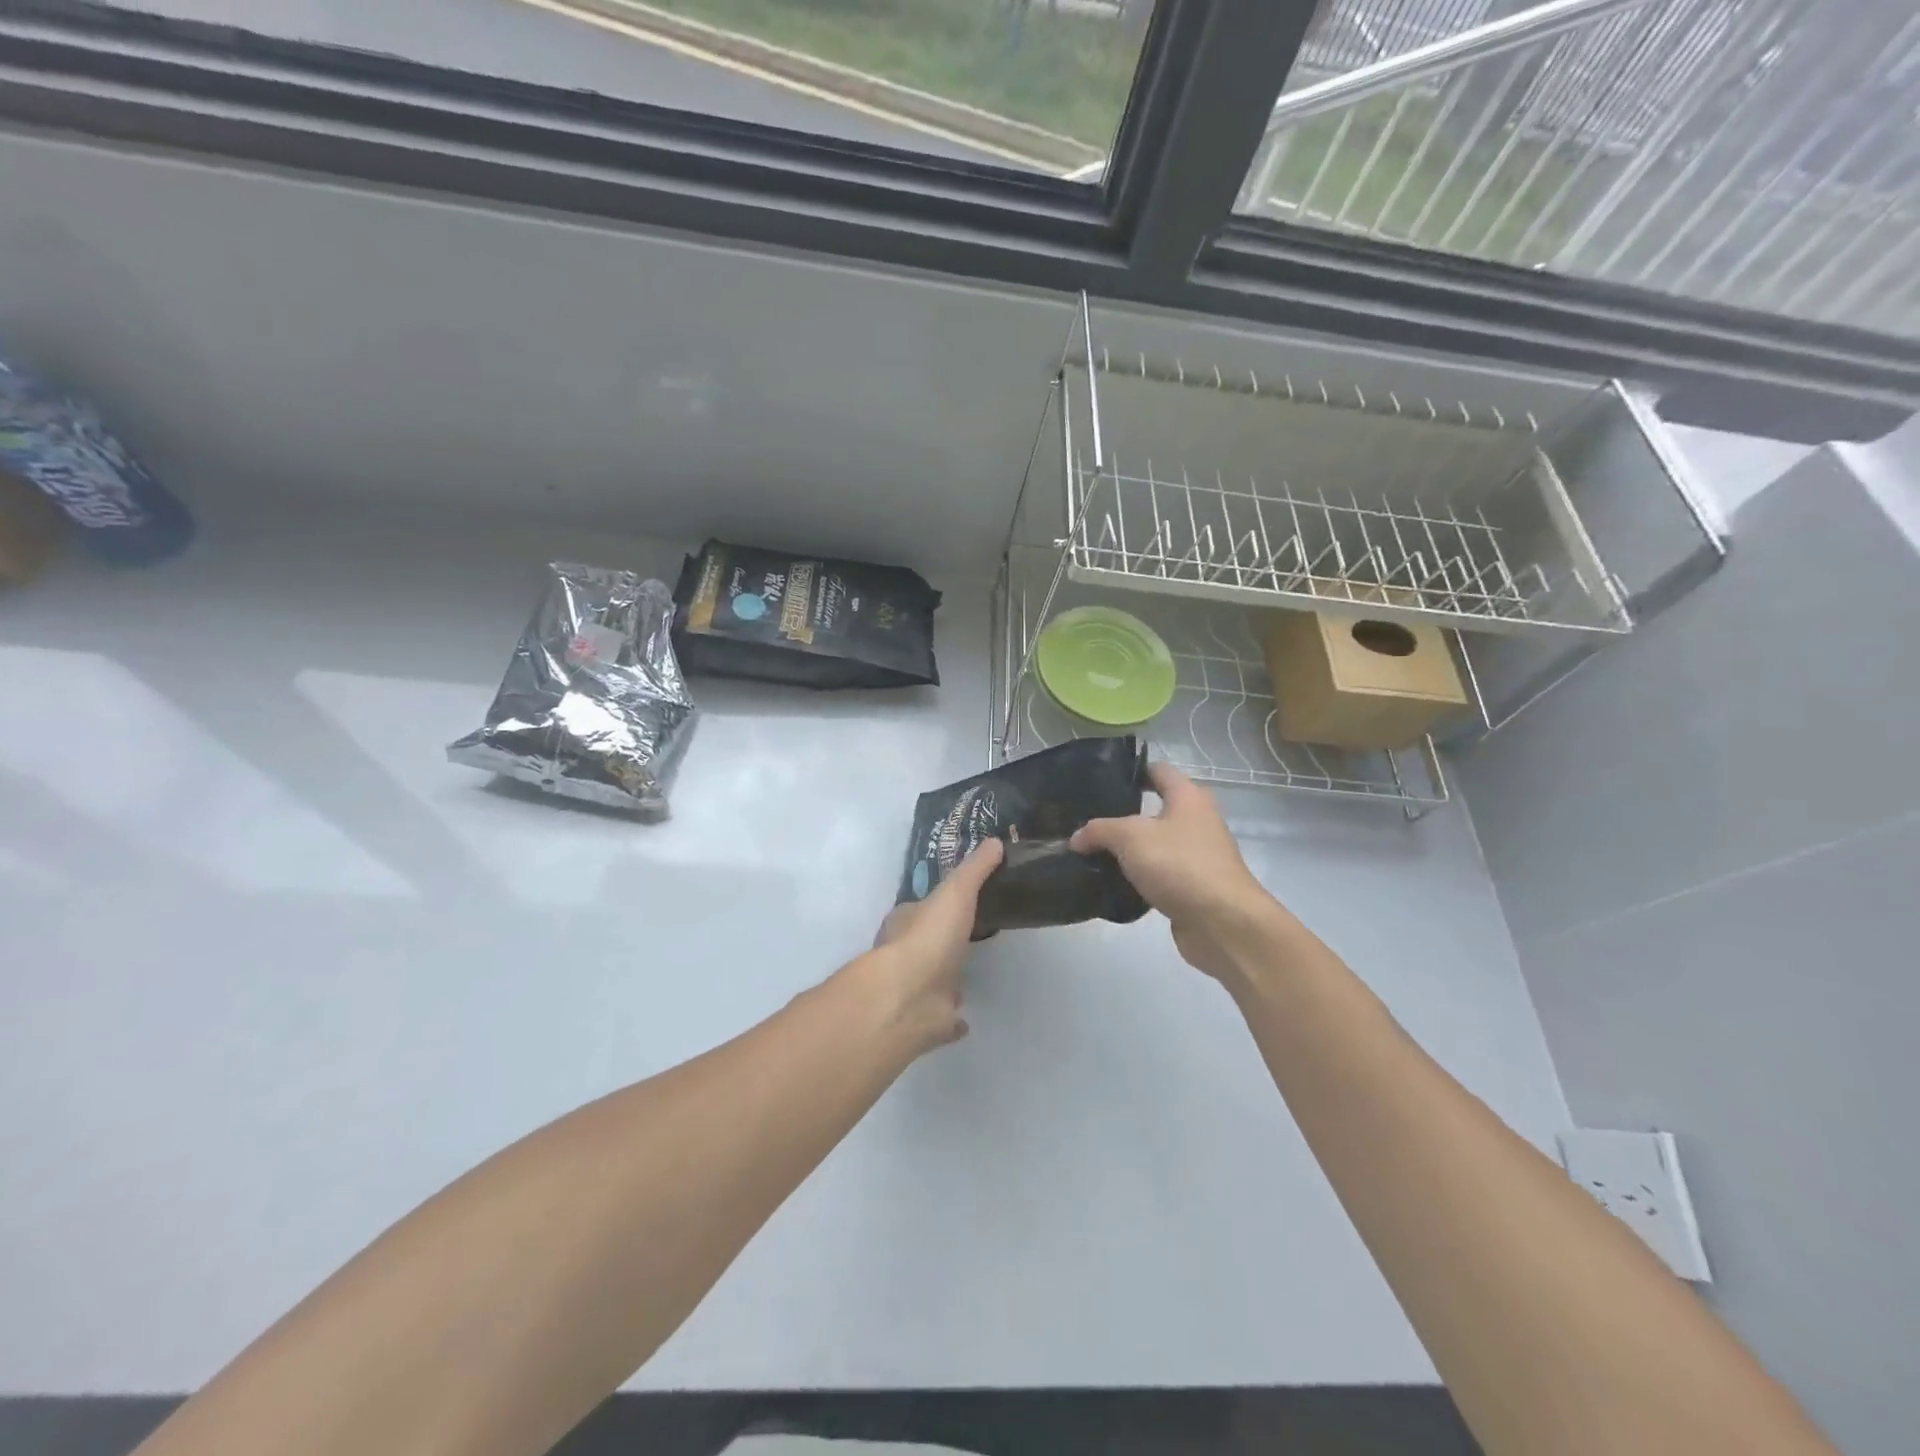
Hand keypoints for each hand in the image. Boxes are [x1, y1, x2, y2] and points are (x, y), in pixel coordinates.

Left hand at [859, 837, 1003, 1053]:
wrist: (908, 997)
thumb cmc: (928, 937)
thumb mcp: (955, 892)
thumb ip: (975, 869)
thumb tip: (995, 841)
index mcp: (906, 923)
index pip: (920, 909)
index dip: (937, 904)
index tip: (958, 901)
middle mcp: (906, 956)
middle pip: (926, 944)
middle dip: (942, 942)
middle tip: (968, 936)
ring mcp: (916, 990)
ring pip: (933, 981)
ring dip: (946, 979)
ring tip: (969, 974)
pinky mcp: (928, 1020)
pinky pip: (943, 1018)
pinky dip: (952, 1019)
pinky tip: (965, 1018)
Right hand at [1071, 762, 1283, 981]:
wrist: (1223, 923)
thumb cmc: (1180, 864)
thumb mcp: (1130, 837)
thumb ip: (1100, 831)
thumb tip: (1076, 838)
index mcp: (1188, 797)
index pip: (1158, 771)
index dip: (1131, 771)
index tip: (1099, 780)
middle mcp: (1196, 821)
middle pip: (1154, 810)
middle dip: (1121, 815)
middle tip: (1086, 821)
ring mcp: (1196, 856)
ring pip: (1154, 845)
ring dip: (1128, 851)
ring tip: (1091, 853)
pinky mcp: (1192, 887)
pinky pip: (1158, 875)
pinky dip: (1137, 878)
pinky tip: (1111, 884)